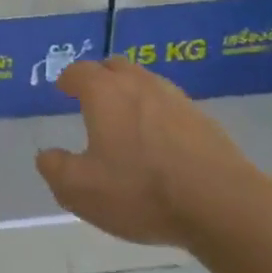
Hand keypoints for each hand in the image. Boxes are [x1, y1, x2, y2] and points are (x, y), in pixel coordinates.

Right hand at [35, 58, 270, 247]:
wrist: (224, 206)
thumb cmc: (141, 191)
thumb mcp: (81, 189)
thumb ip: (55, 169)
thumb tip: (47, 155)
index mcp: (104, 92)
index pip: (80, 72)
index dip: (68, 79)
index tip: (63, 89)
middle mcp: (139, 85)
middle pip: (116, 67)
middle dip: (100, 77)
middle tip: (93, 96)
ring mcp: (177, 100)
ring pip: (147, 84)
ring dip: (132, 94)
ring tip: (127, 119)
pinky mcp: (205, 122)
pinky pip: (172, 107)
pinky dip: (159, 115)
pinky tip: (161, 142)